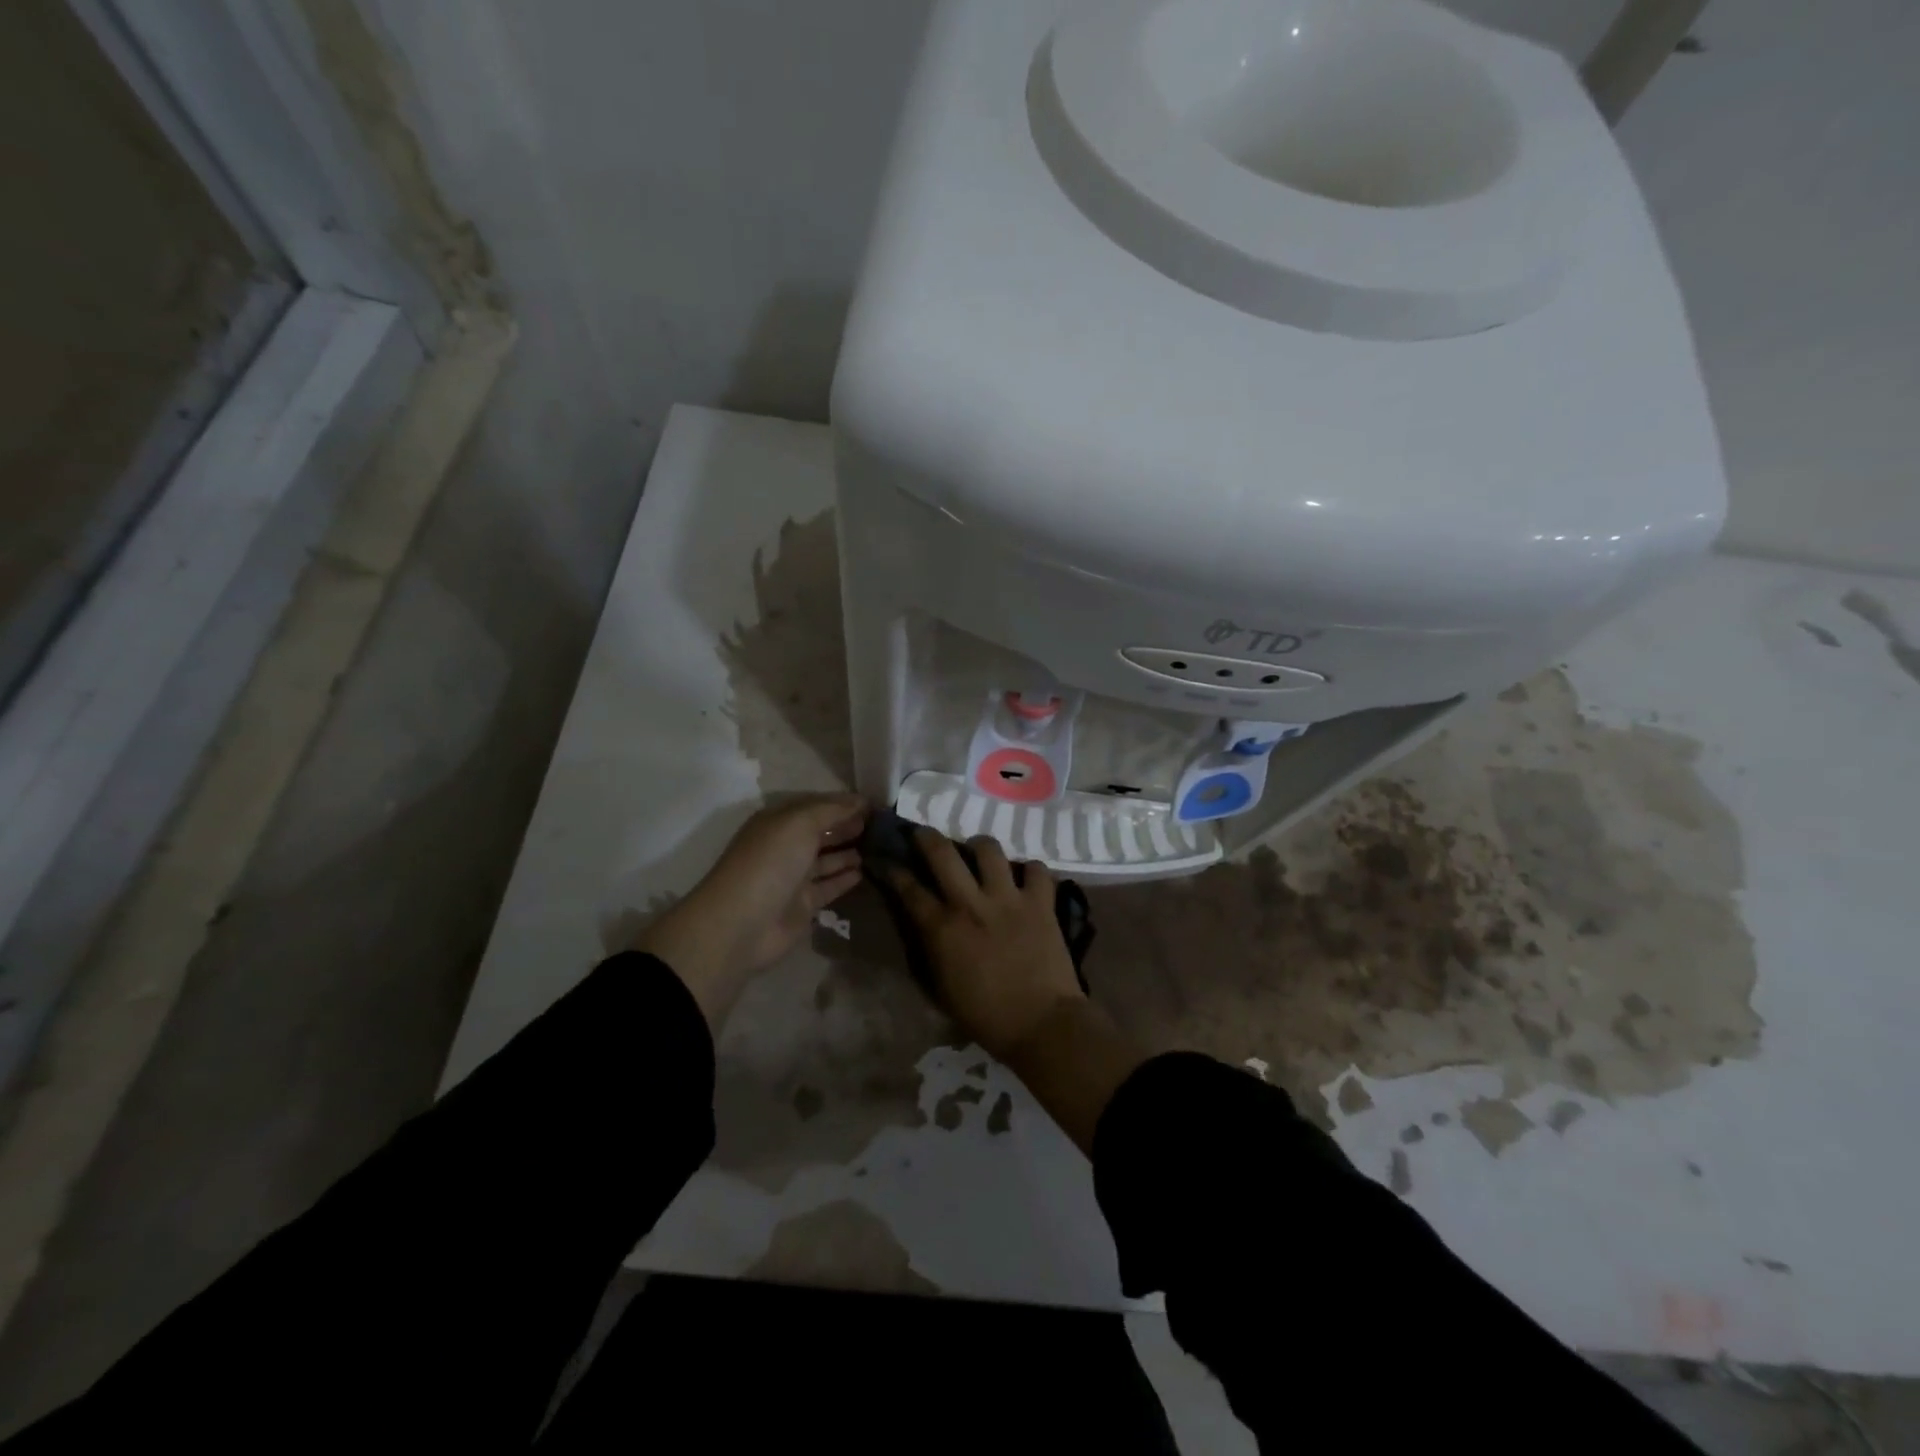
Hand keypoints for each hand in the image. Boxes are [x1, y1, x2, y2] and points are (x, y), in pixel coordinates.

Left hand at [636, 795, 866, 1028]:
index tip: (874, 805)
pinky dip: (845, 879)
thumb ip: (832, 810)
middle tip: (880, 826)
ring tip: (878, 847)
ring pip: (826, 860)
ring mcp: (793, 877)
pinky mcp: (803, 905)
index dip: (843, 804)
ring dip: (848, 852)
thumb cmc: (770, 862)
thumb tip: (861, 801)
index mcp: (779, 822)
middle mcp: (785, 846)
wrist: (742, 923)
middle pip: (821, 832)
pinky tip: (864, 872)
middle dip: (847, 827)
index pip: (816, 806)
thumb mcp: (800, 823)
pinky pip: (829, 886)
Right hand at [882, 829, 1085, 1063]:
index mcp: (942, 928)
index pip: (908, 888)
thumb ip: (930, 949)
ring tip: (979, 853)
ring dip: (979, 847)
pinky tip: (1025, 879)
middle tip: (924, 835)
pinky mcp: (1041, 902)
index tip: (886, 860)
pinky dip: (1030, 871)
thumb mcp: (941, 987)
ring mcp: (1008, 898)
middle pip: (942, 853)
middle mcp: (971, 903)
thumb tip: (925, 926)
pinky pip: (1037, 869)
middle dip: (927, 837)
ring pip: (989, 849)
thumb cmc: (986, 1016)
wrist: (1041, 1025)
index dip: (893, 870)